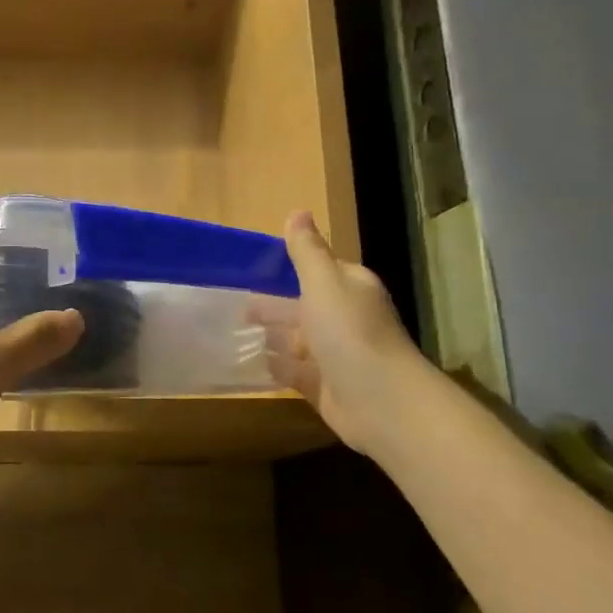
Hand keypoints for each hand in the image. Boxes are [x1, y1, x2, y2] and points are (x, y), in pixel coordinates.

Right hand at [252, 211, 424, 455]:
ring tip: (232, 334)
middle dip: (272, 306)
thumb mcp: (323, 282)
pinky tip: (248, 363)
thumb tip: (297, 211)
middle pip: (303, 307)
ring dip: (270, 337)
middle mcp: (344, 319)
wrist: (380, 401)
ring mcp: (335, 355)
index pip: (318, 271)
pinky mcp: (324, 387)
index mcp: (349, 288)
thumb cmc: (350, 332)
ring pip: (296, 341)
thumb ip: (306, 251)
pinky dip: (273, 367)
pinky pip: (293, 372)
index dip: (288, 268)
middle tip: (234, 306)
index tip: (251, 269)